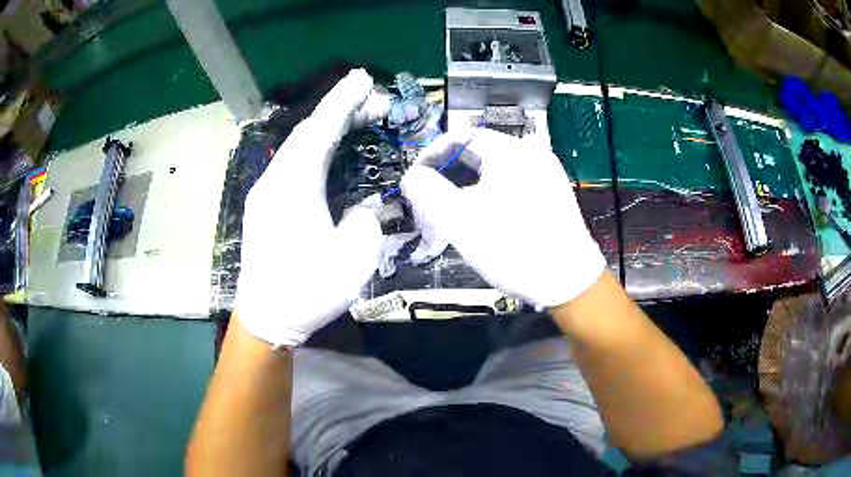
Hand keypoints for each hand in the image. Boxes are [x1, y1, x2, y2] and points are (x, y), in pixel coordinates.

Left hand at [236, 69, 383, 347]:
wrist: (265, 316)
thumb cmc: (307, 291)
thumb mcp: (352, 261)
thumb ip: (366, 222)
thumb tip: (365, 206)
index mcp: (295, 187)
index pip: (321, 130)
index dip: (344, 102)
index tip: (363, 79)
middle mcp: (275, 181)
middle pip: (308, 133)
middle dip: (340, 111)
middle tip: (373, 101)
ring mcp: (266, 192)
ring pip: (298, 146)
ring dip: (328, 128)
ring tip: (358, 119)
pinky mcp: (265, 204)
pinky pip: (292, 163)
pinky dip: (315, 148)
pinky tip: (331, 151)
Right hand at [400, 129, 604, 307]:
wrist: (566, 281)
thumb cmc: (511, 246)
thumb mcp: (458, 218)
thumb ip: (426, 189)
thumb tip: (414, 176)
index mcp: (509, 151)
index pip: (460, 136)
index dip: (432, 155)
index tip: (417, 180)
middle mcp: (531, 154)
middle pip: (479, 152)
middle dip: (450, 173)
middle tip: (433, 200)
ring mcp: (546, 173)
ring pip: (496, 170)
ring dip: (469, 185)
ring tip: (456, 212)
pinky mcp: (553, 193)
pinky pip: (513, 183)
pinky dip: (491, 193)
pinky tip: (486, 218)